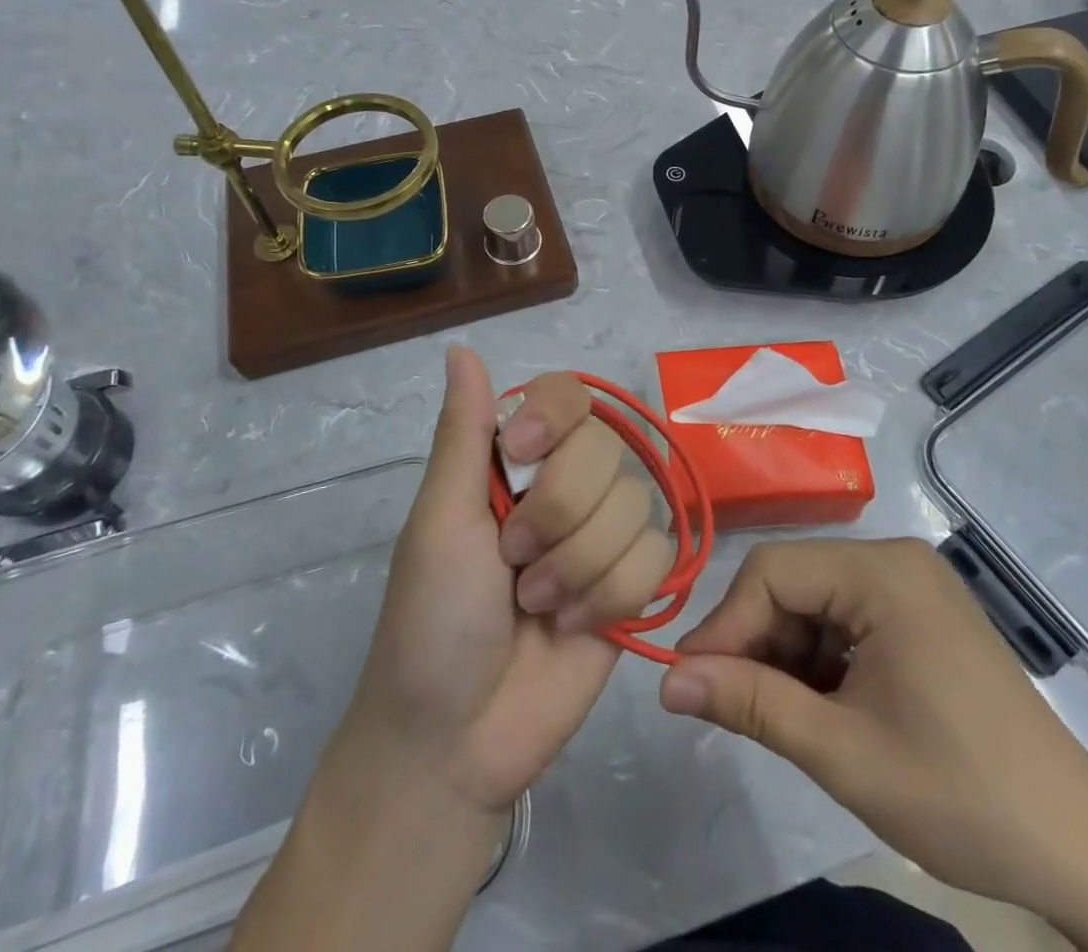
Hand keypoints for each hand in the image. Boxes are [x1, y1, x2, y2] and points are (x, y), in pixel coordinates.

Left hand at [345, 345, 674, 811]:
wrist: (456, 740)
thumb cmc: (430, 620)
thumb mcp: (438, 520)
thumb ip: (462, 433)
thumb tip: (460, 348)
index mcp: (514, 461)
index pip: (567, 396)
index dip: (554, 420)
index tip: (518, 458)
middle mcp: (564, 486)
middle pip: (605, 450)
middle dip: (556, 515)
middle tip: (511, 563)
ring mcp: (602, 535)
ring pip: (633, 505)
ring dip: (578, 565)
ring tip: (537, 605)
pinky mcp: (633, 585)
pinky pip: (657, 555)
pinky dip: (611, 595)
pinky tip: (574, 627)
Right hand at [658, 540, 1087, 951]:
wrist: (1077, 846)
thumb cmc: (958, 794)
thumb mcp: (840, 751)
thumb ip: (749, 703)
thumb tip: (667, 680)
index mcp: (881, 572)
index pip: (772, 572)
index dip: (724, 625)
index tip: (688, 683)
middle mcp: (894, 560)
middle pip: (793, 584)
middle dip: (756, 644)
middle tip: (727, 707)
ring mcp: (911, 585)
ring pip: (815, 604)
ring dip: (786, 657)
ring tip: (778, 718)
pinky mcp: (920, 614)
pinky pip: (846, 620)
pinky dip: (820, 662)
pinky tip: (820, 708)